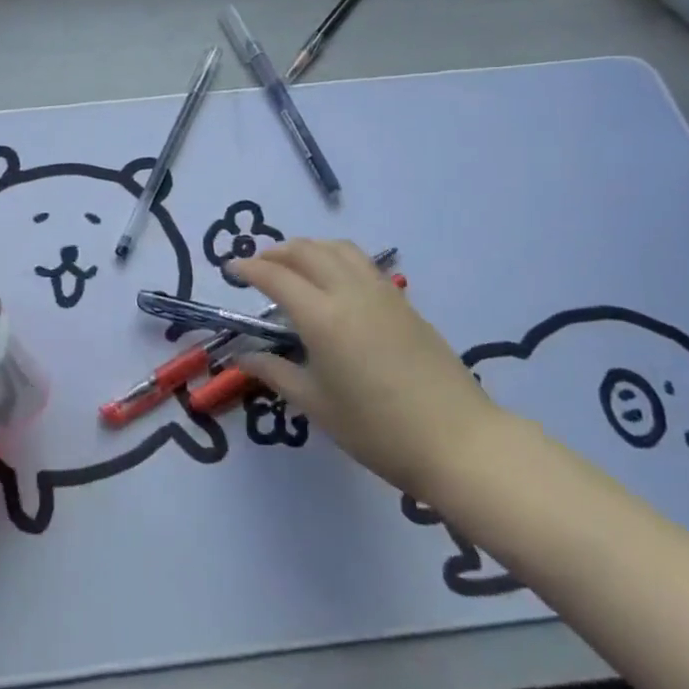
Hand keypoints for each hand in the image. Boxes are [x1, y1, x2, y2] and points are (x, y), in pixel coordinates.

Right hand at [228, 240, 502, 498]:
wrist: (458, 441)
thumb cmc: (377, 429)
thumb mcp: (317, 405)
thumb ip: (277, 373)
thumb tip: (244, 356)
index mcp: (322, 317)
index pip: (276, 277)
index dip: (249, 268)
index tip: (230, 268)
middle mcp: (350, 293)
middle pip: (308, 251)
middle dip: (277, 251)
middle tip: (258, 265)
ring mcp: (382, 294)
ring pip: (339, 249)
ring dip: (309, 248)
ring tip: (294, 264)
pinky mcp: (404, 303)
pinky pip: (362, 263)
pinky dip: (337, 258)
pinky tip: (334, 281)